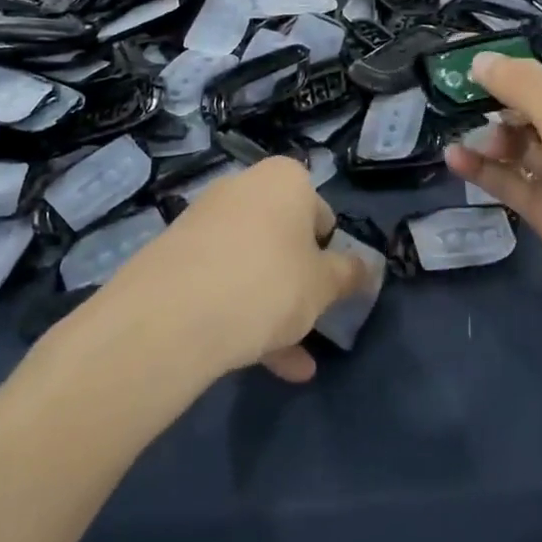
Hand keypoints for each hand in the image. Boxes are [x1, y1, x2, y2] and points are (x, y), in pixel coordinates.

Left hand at [105, 157, 370, 383]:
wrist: (173, 314)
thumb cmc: (269, 283)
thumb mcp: (323, 285)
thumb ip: (348, 275)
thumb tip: (368, 268)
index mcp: (285, 179)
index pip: (320, 213)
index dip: (328, 253)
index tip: (328, 288)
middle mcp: (243, 187)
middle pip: (282, 237)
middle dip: (297, 283)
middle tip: (308, 322)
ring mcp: (205, 218)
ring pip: (251, 263)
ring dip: (271, 307)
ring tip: (289, 362)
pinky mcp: (175, 252)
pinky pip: (219, 279)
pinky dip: (238, 311)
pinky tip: (254, 361)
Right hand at [444, 55, 541, 352]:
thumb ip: (525, 89)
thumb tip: (480, 57)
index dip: (513, 68)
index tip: (468, 62)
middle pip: (531, 110)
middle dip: (495, 103)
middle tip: (452, 98)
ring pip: (518, 148)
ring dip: (489, 138)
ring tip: (458, 133)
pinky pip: (512, 183)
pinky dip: (485, 171)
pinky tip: (455, 160)